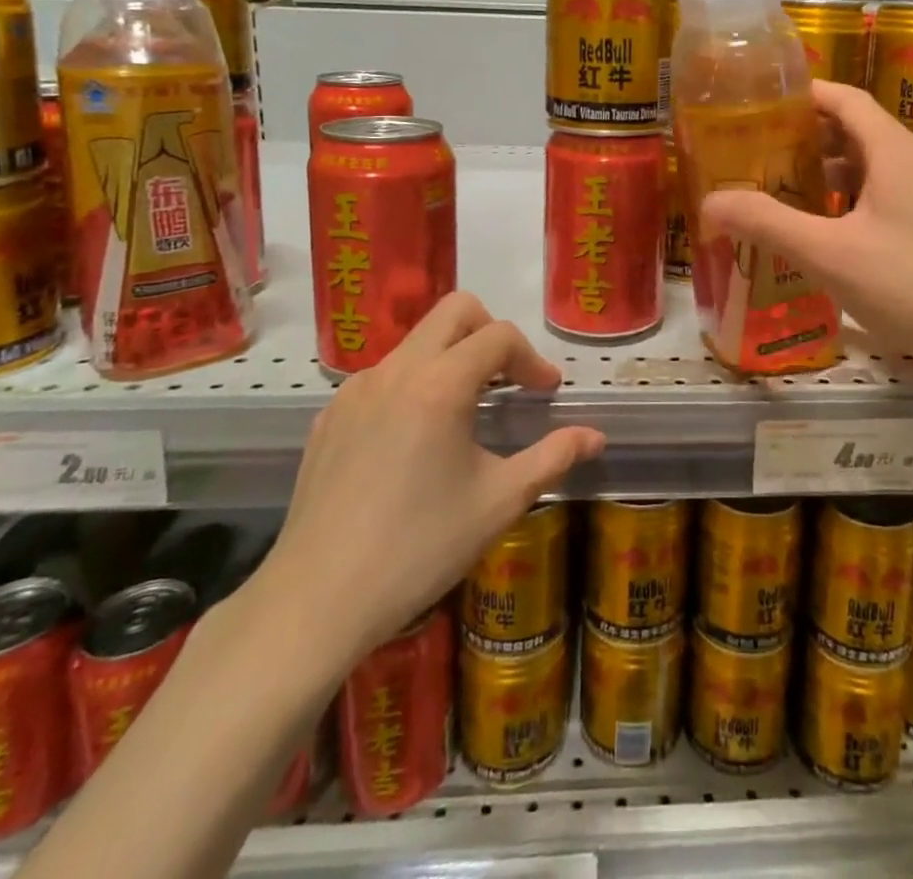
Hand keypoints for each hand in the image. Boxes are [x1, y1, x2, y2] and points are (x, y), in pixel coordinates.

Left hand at [244, 293, 603, 686]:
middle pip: (454, 311)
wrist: (317, 600)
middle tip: (508, 379)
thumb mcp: (499, 502)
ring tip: (466, 414)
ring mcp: (355, 390)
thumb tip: (595, 436)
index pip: (499, 336)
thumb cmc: (419, 547)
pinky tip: (415, 441)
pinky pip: (383, 377)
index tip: (546, 393)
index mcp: (439, 384)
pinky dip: (414, 386)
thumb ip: (553, 458)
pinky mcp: (329, 416)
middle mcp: (395, 370)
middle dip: (491, 333)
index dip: (532, 358)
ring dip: (451, 359)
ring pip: (416, 342)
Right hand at [700, 80, 912, 372]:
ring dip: (822, 170)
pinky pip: (879, 193)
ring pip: (865, 165)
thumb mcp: (829, 253)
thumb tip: (710, 201)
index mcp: (891, 149)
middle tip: (754, 152)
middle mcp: (911, 160)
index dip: (801, 94)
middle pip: (851, 129)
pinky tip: (821, 230)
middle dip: (802, 136)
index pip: (842, 97)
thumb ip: (768, 223)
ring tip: (778, 189)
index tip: (756, 104)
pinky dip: (844, 198)